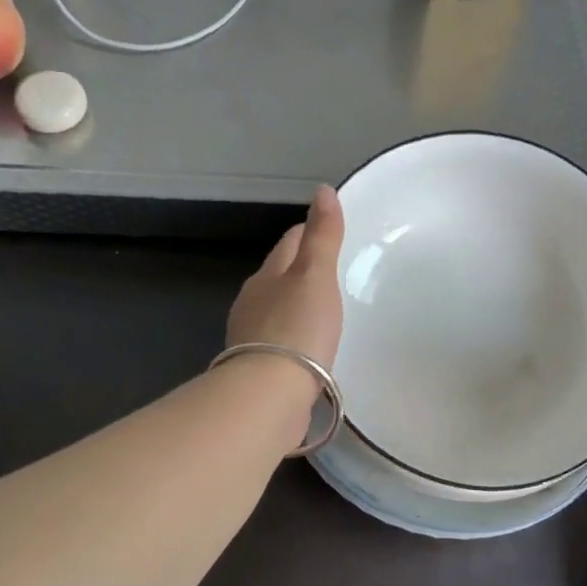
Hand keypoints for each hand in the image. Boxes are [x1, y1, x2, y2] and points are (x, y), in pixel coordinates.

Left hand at [226, 185, 344, 370]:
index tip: (329, 230)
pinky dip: (298, 340)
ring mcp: (252, 338)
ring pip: (279, 312)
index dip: (308, 233)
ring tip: (327, 311)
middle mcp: (252, 304)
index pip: (288, 244)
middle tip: (334, 273)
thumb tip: (321, 190)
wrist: (268, 395)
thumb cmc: (296, 328)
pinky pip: (283, 344)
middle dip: (303, 273)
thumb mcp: (315, 276)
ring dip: (299, 308)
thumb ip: (322, 236)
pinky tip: (312, 349)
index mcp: (266, 277)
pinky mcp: (259, 370)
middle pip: (280, 278)